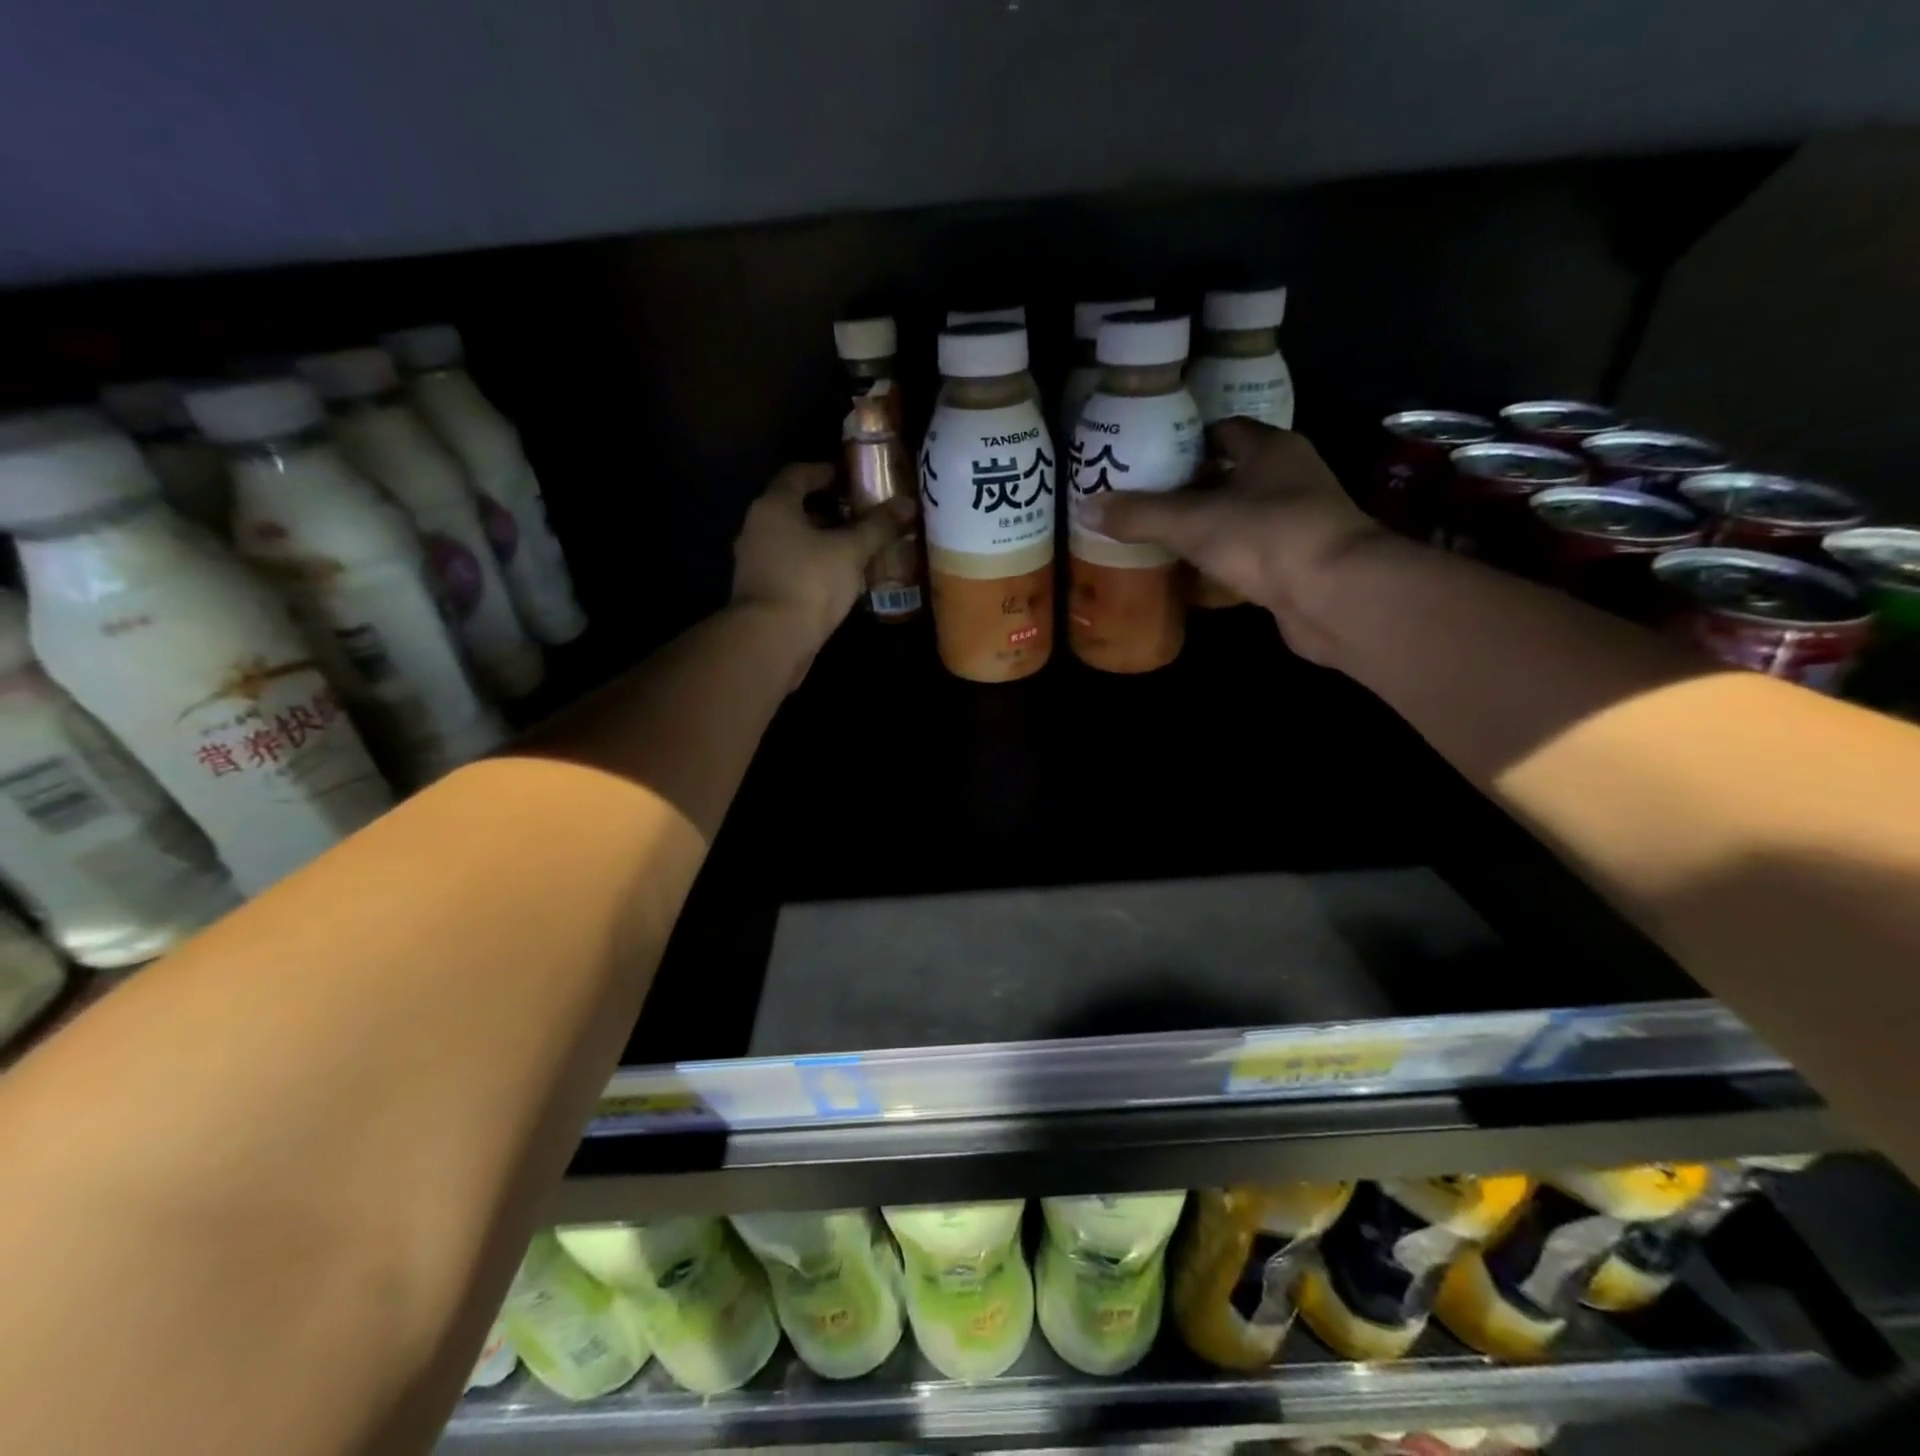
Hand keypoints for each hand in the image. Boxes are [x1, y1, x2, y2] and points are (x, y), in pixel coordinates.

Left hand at [731, 462, 910, 659]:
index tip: (852, 478)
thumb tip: (907, 503)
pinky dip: (813, 565)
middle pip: (794, 508)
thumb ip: (877, 526)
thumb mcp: (850, 551)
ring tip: (856, 548)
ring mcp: (755, 561)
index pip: (798, 474)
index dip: (826, 472)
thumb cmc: (809, 582)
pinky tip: (839, 578)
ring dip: (822, 541)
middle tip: (862, 515)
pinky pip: (791, 566)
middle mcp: (757, 527)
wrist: (770, 640)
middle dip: (829, 510)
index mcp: (774, 506)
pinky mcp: (761, 591)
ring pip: (793, 540)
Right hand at [1079, 419, 1384, 661]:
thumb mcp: (1192, 521)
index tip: (1150, 459)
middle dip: (1190, 489)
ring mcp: (1299, 523)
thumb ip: (1140, 514)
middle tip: (1143, 504)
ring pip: (1241, 518)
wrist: (1336, 595)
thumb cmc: (1267, 537)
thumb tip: (1086, 508)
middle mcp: (1290, 478)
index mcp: (1271, 449)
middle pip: (1231, 475)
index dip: (1187, 441)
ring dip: (1207, 529)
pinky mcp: (1298, 565)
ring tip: (1159, 541)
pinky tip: (1191, 578)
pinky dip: (1222, 564)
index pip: (1224, 431)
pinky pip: (1250, 556)